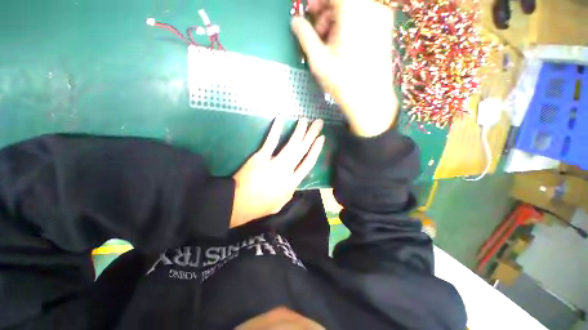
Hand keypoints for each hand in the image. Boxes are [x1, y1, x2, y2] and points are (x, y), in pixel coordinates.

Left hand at [229, 118, 324, 227]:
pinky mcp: (260, 157)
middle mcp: (287, 171)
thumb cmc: (260, 206)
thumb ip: (289, 192)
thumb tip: (293, 183)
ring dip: (299, 131)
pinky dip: (275, 130)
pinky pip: (270, 141)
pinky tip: (281, 118)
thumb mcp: (280, 203)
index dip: (316, 150)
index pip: (308, 163)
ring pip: (291, 144)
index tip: (321, 139)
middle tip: (318, 123)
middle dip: (311, 135)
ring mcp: (274, 163)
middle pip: (302, 150)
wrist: (239, 204)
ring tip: (305, 120)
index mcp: (292, 183)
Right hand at [291, 0, 398, 136]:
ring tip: (328, 45)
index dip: (318, 0)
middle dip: (326, 12)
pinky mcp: (384, 30)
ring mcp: (381, 19)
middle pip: (344, 1)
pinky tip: (342, 47)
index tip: (309, 11)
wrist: (370, 100)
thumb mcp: (319, 60)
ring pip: (353, 9)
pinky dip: (348, 27)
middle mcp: (372, 8)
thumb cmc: (343, 82)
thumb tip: (295, 22)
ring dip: (336, 21)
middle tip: (317, 34)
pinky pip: (362, 19)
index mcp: (355, 11)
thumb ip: (305, 36)